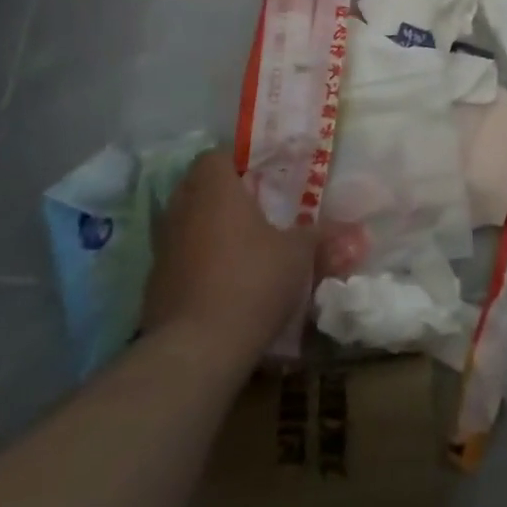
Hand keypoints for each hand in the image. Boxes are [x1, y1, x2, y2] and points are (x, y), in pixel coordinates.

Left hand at [140, 149, 315, 369]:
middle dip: (222, 194)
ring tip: (241, 246)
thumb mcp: (298, 255)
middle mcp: (181, 209)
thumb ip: (319, 236)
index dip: (237, 162)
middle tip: (255, 207)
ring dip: (207, 228)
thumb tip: (353, 231)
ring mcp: (162, 248)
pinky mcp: (153, 285)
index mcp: (214, 188)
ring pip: (185, 223)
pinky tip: (222, 281)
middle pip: (197, 187)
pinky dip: (196, 262)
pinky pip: (178, 259)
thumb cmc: (251, 281)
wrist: (196, 350)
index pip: (215, 156)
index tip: (262, 176)